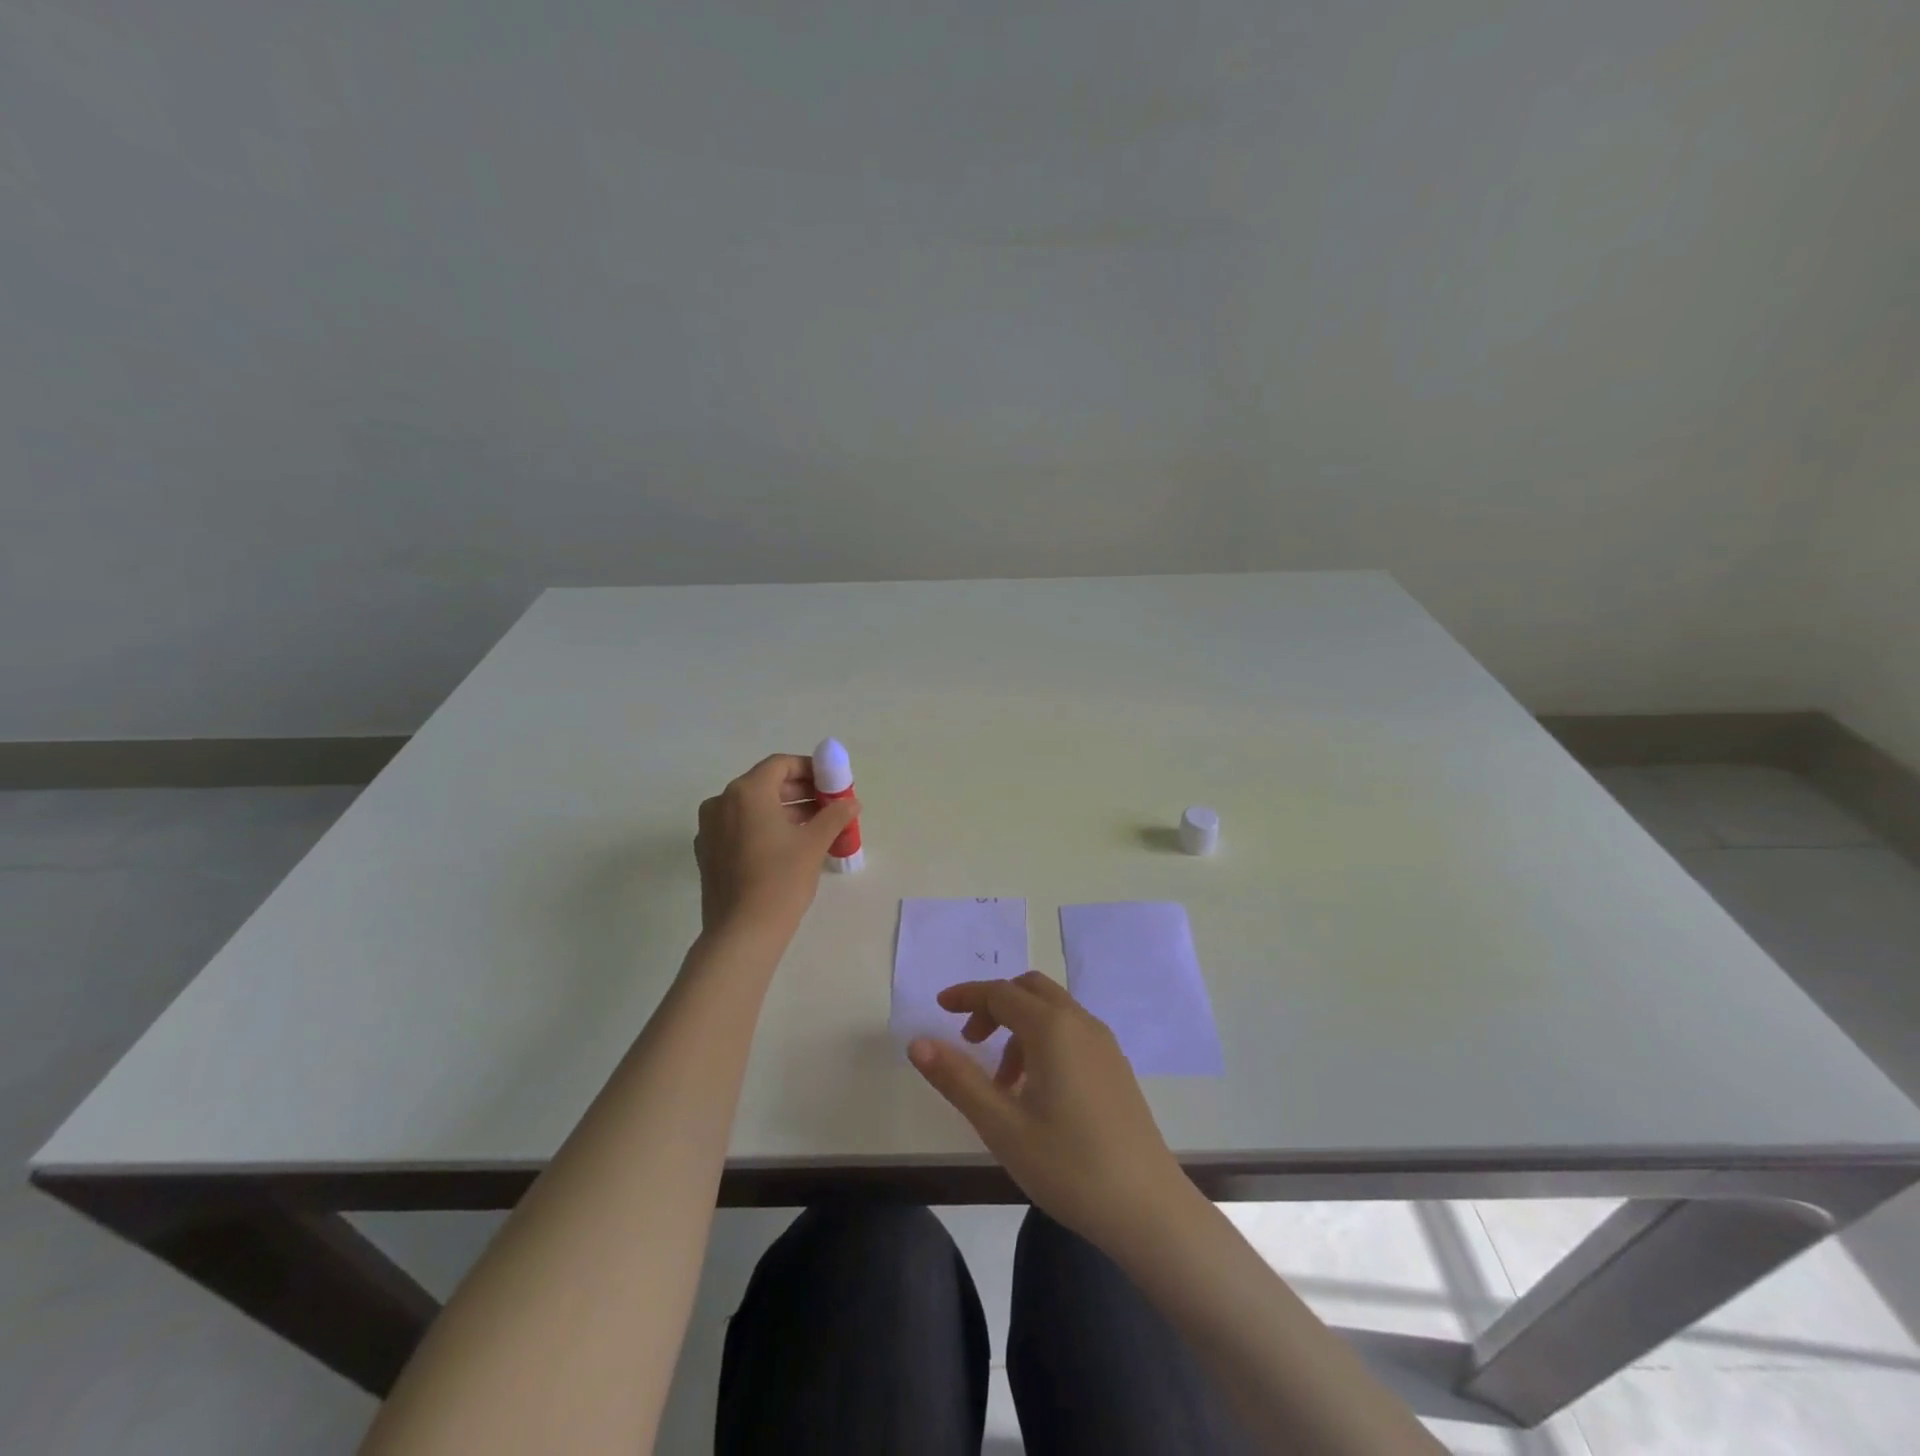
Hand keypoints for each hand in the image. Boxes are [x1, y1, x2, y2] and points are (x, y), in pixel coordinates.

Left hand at [695, 755, 858, 940]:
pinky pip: (740, 828)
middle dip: (800, 791)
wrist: (742, 933)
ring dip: (784, 811)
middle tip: (829, 805)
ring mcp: (709, 829)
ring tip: (816, 827)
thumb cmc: (780, 879)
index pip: (780, 765)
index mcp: (746, 792)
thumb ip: (834, 815)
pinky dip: (764, 828)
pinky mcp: (708, 853)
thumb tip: (851, 802)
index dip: (810, 769)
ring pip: (752, 808)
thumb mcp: (814, 843)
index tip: (832, 783)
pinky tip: (789, 847)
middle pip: (765, 785)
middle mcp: (721, 802)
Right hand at [908, 971, 1190, 1253]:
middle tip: (970, 1041)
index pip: (1000, 993)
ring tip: (1001, 1084)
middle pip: (1029, 990)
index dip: (967, 996)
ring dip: (1019, 1028)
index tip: (940, 1007)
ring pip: (1052, 1011)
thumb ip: (958, 1079)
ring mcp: (1104, 1044)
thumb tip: (918, 1043)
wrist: (1148, 1208)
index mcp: (1052, 1028)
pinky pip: (1071, 1032)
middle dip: (994, 1005)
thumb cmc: (1069, 1165)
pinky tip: (1036, 1092)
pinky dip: (1043, 1041)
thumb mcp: (1001, 1126)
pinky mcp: (1116, 1067)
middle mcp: (1081, 1023)